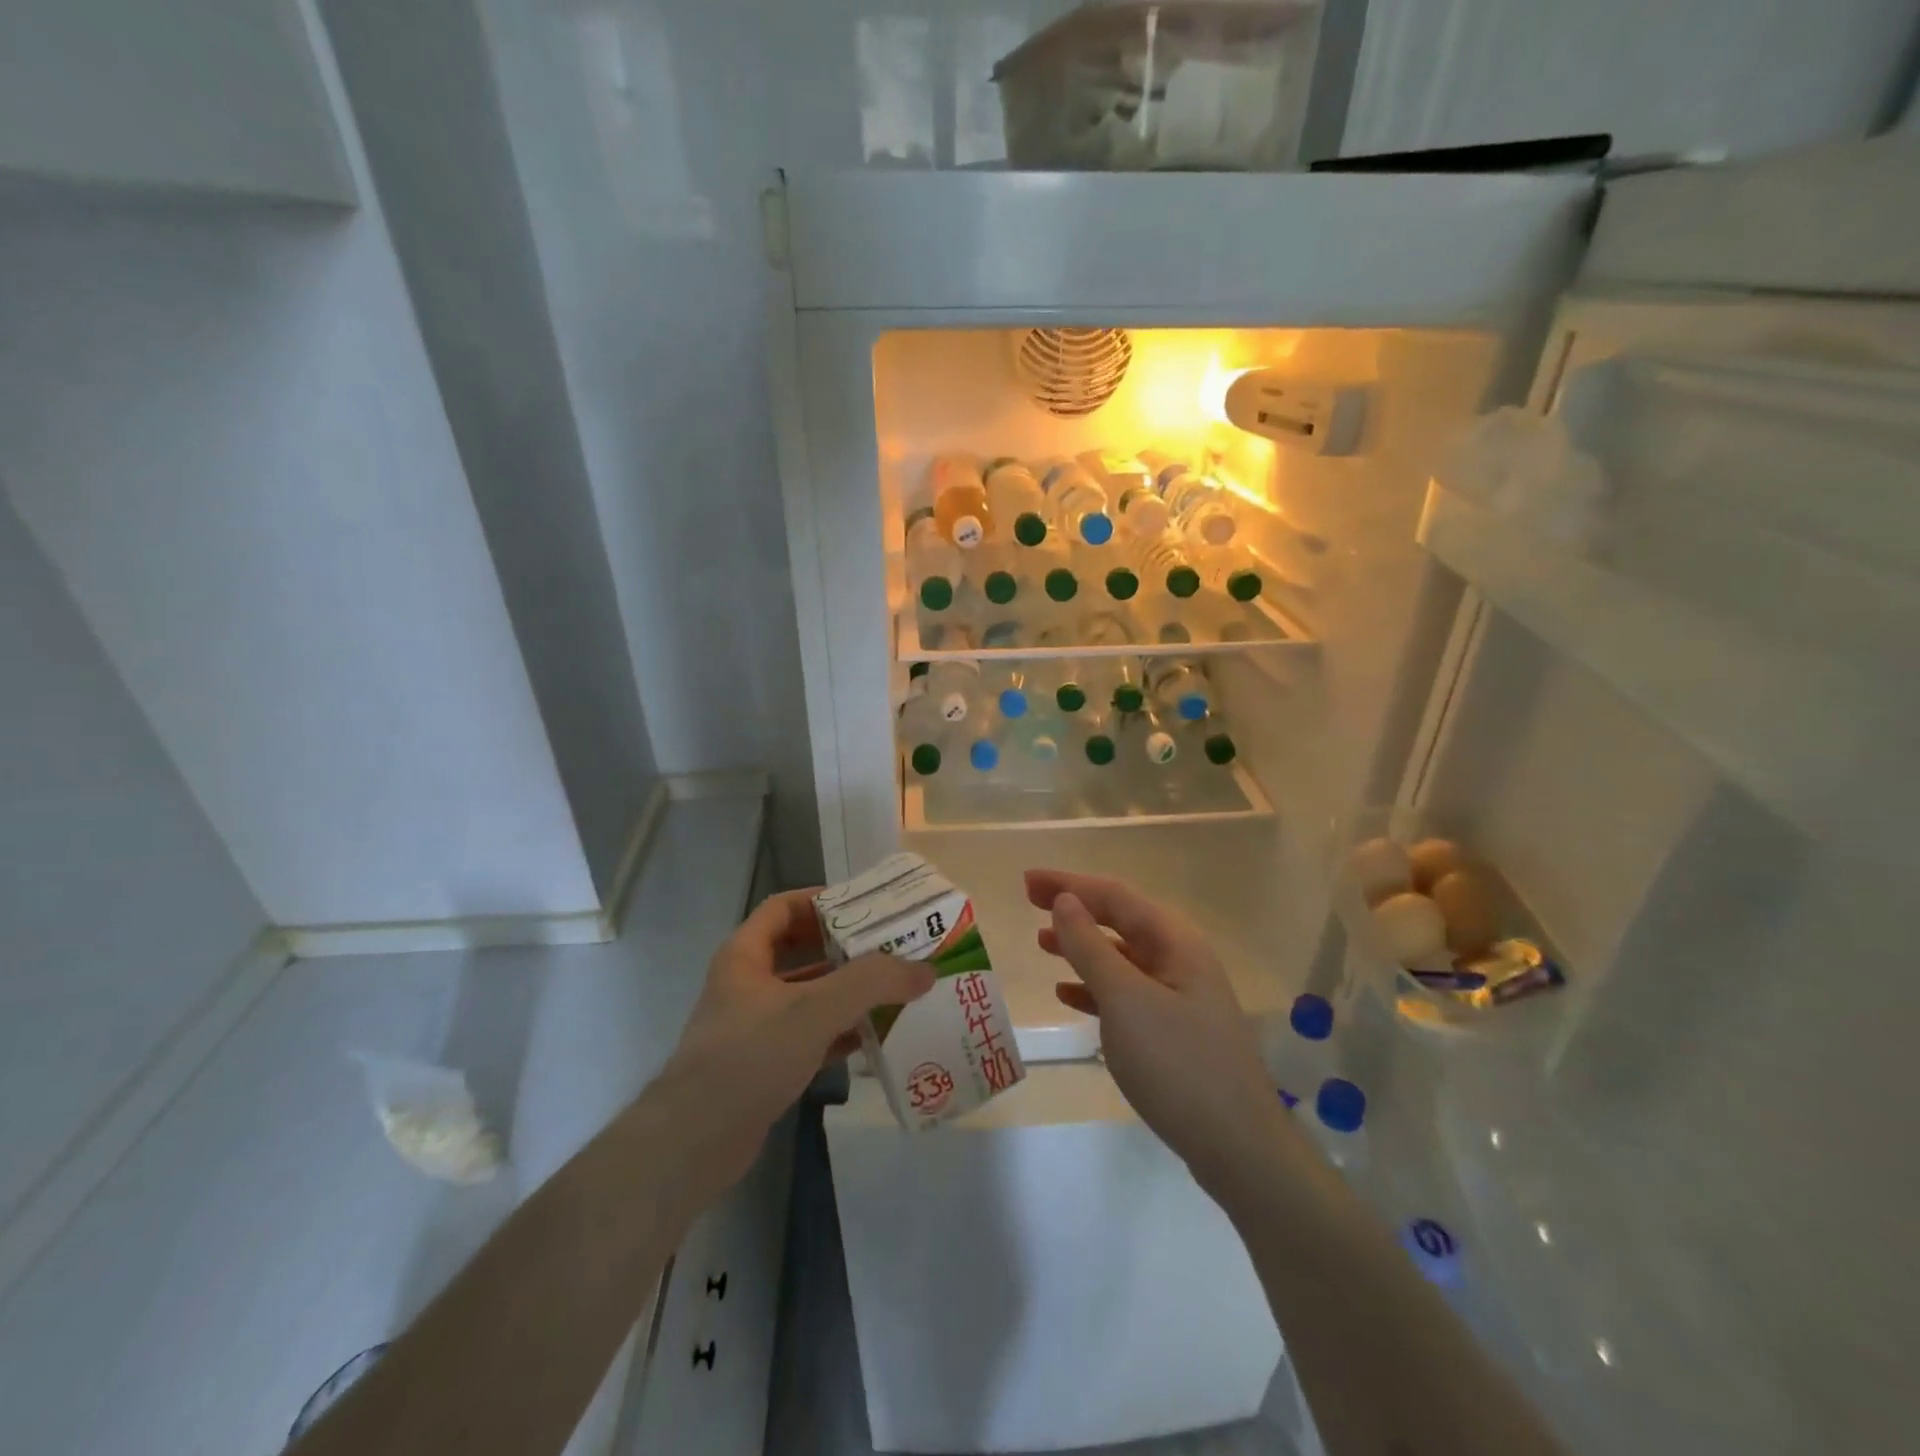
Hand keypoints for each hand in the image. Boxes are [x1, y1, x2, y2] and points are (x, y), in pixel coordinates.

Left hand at [647, 888, 933, 1206]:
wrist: (694, 1144)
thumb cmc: (749, 1057)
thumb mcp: (814, 1009)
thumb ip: (871, 983)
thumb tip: (925, 969)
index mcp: (746, 955)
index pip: (784, 907)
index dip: (823, 900)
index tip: (867, 906)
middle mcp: (748, 984)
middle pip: (801, 949)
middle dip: (845, 947)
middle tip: (891, 946)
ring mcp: (755, 1026)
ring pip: (809, 995)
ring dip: (848, 991)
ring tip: (894, 988)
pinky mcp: (765, 1064)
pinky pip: (810, 1035)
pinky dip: (840, 1031)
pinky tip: (875, 1036)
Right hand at [1027, 868, 1288, 1194]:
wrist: (1238, 1148)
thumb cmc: (1178, 1063)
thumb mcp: (1125, 1000)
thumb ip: (1090, 947)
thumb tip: (1065, 900)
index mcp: (1174, 941)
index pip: (1114, 896)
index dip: (1068, 883)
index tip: (1027, 881)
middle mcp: (1180, 958)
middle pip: (1119, 920)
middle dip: (1075, 908)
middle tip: (1029, 902)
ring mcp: (1179, 995)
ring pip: (1121, 957)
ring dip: (1082, 946)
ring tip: (1042, 944)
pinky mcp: (1174, 1029)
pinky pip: (1127, 993)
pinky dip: (1095, 987)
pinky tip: (1068, 994)